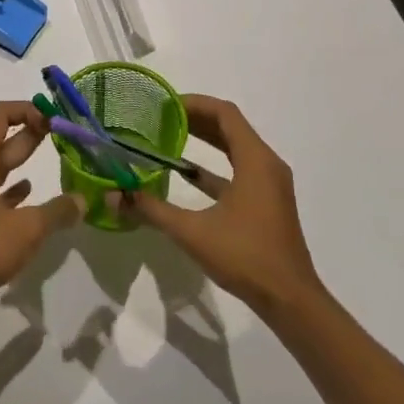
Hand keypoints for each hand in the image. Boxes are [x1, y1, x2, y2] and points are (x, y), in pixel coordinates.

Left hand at [0, 101, 82, 327]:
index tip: (55, 120)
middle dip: (33, 131)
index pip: (0, 116)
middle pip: (4, 139)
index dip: (26, 110)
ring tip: (59, 159)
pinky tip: (34, 194)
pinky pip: (0, 194)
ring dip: (26, 158)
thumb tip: (83, 200)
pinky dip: (17, 189)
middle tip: (66, 134)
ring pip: (3, 167)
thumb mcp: (26, 229)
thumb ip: (57, 212)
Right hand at [112, 95, 322, 315]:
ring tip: (168, 137)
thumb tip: (114, 196)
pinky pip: (239, 170)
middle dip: (196, 119)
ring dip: (205, 140)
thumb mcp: (192, 232)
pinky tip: (185, 173)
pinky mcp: (267, 202)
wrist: (290, 300)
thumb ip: (151, 210)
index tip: (165, 104)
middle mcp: (266, 164)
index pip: (225, 114)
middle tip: (160, 117)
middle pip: (230, 127)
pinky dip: (214, 166)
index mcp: (255, 161)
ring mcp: (269, 184)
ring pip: (235, 148)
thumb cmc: (245, 257)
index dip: (195, 103)